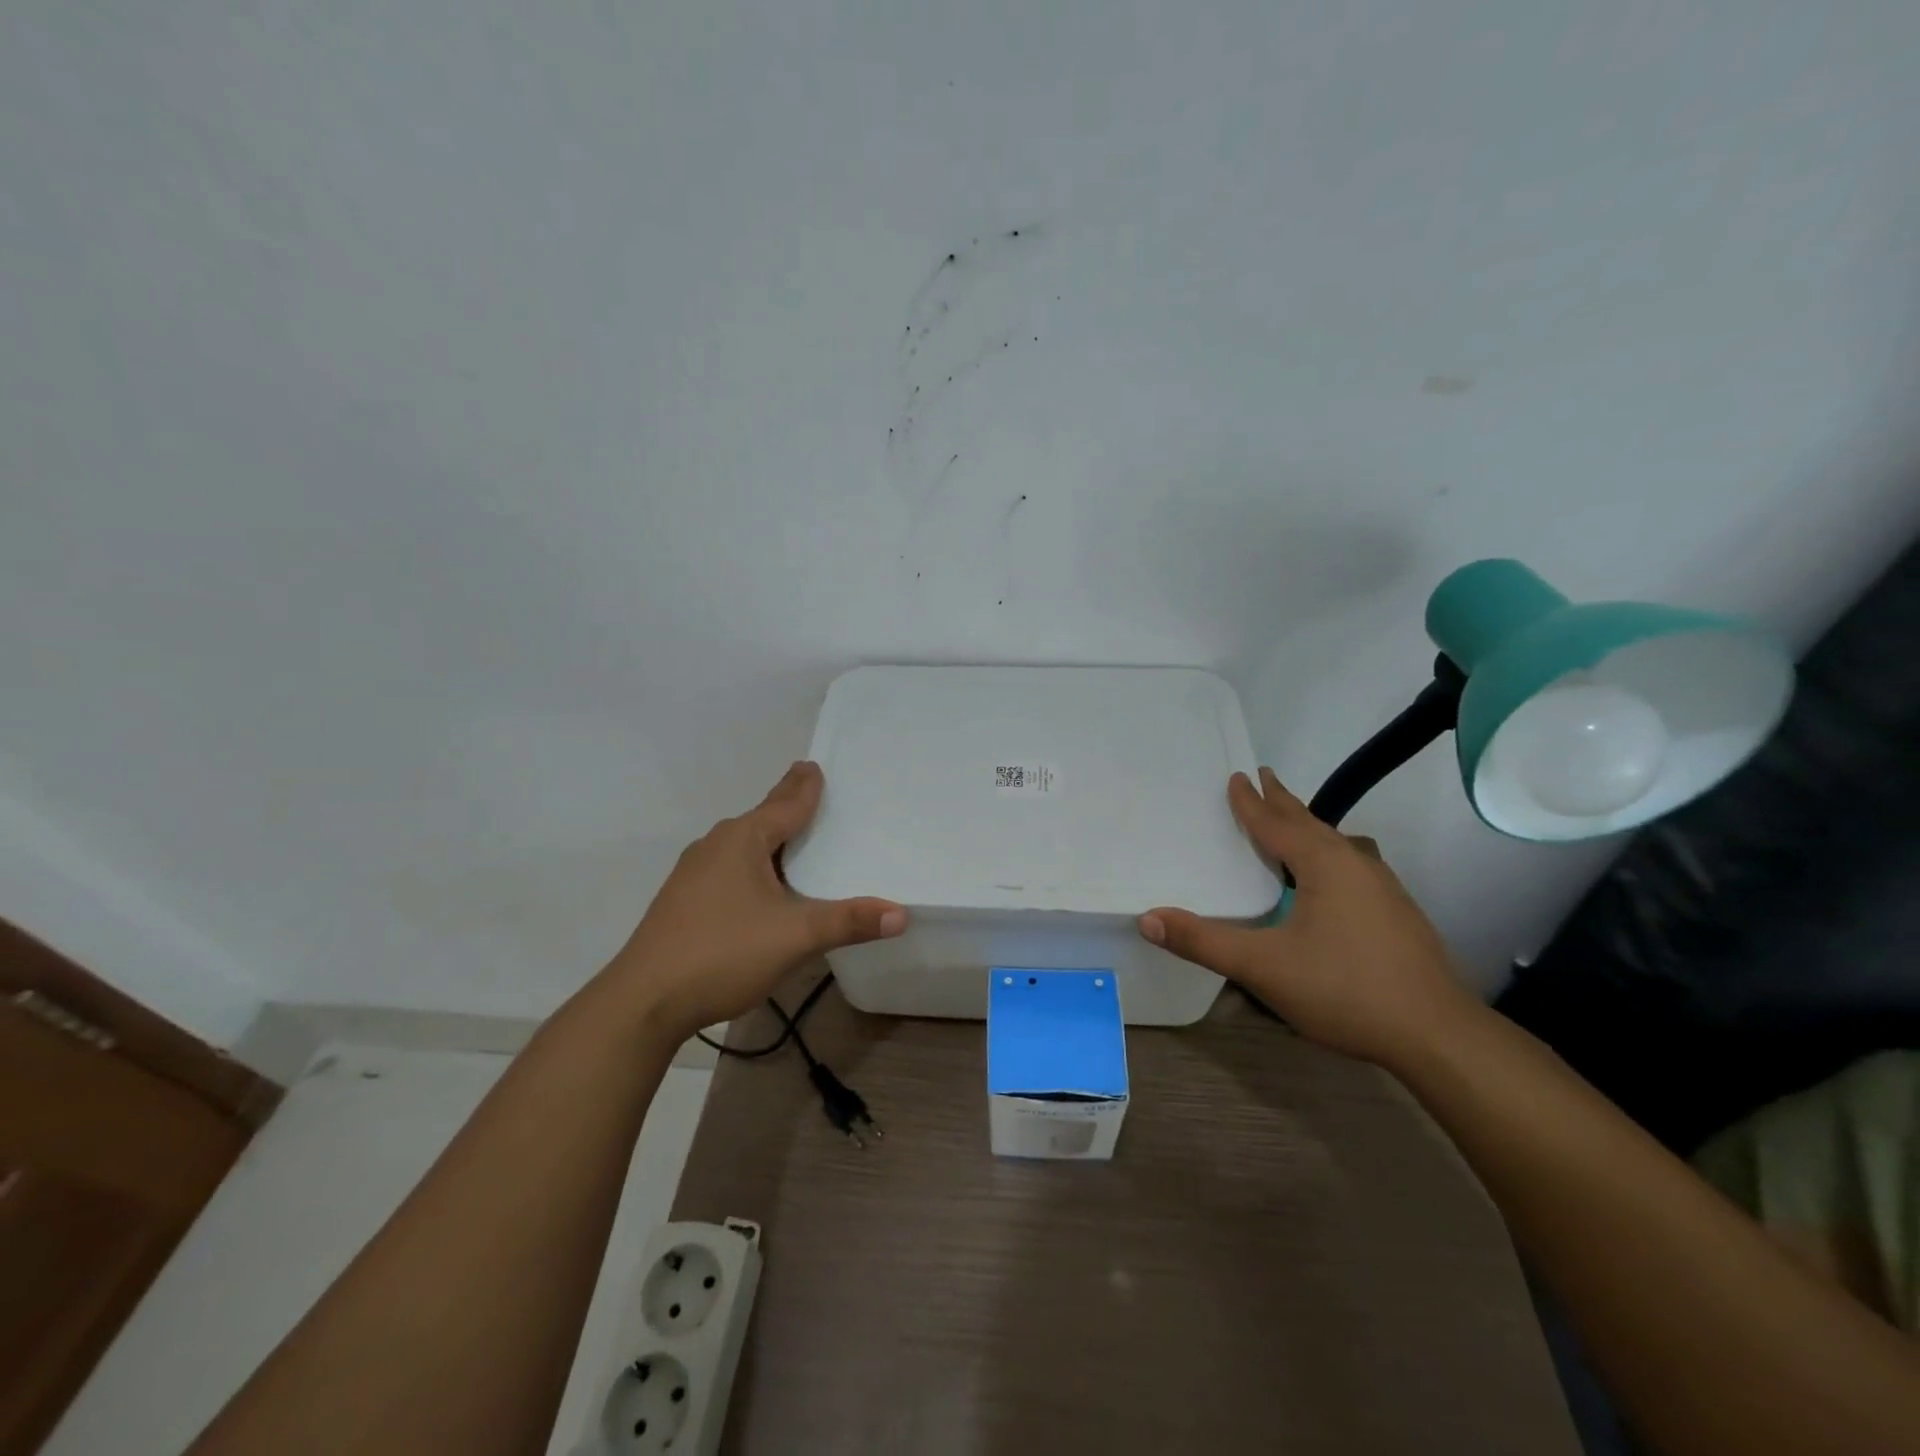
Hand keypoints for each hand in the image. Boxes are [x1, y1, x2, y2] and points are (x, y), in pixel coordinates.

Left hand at [605, 762, 906, 1042]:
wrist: (643, 1002)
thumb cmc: (722, 953)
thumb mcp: (795, 937)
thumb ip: (848, 922)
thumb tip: (901, 914)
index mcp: (742, 840)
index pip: (785, 803)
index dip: (804, 786)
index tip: (814, 765)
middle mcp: (716, 846)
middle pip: (762, 818)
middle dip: (787, 805)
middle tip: (811, 790)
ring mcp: (694, 873)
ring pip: (743, 845)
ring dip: (769, 838)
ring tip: (793, 836)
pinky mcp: (683, 900)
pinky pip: (729, 867)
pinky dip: (753, 864)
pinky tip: (761, 885)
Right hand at [1139, 768, 1479, 1067]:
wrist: (1437, 1035)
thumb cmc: (1345, 989)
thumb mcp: (1263, 966)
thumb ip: (1203, 942)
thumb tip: (1147, 919)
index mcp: (1325, 864)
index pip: (1277, 824)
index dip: (1252, 802)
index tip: (1237, 777)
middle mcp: (1356, 864)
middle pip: (1311, 824)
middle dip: (1284, 802)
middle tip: (1264, 778)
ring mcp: (1384, 889)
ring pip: (1337, 844)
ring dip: (1309, 828)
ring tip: (1292, 824)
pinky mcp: (1398, 914)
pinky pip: (1352, 866)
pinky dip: (1329, 856)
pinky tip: (1331, 880)